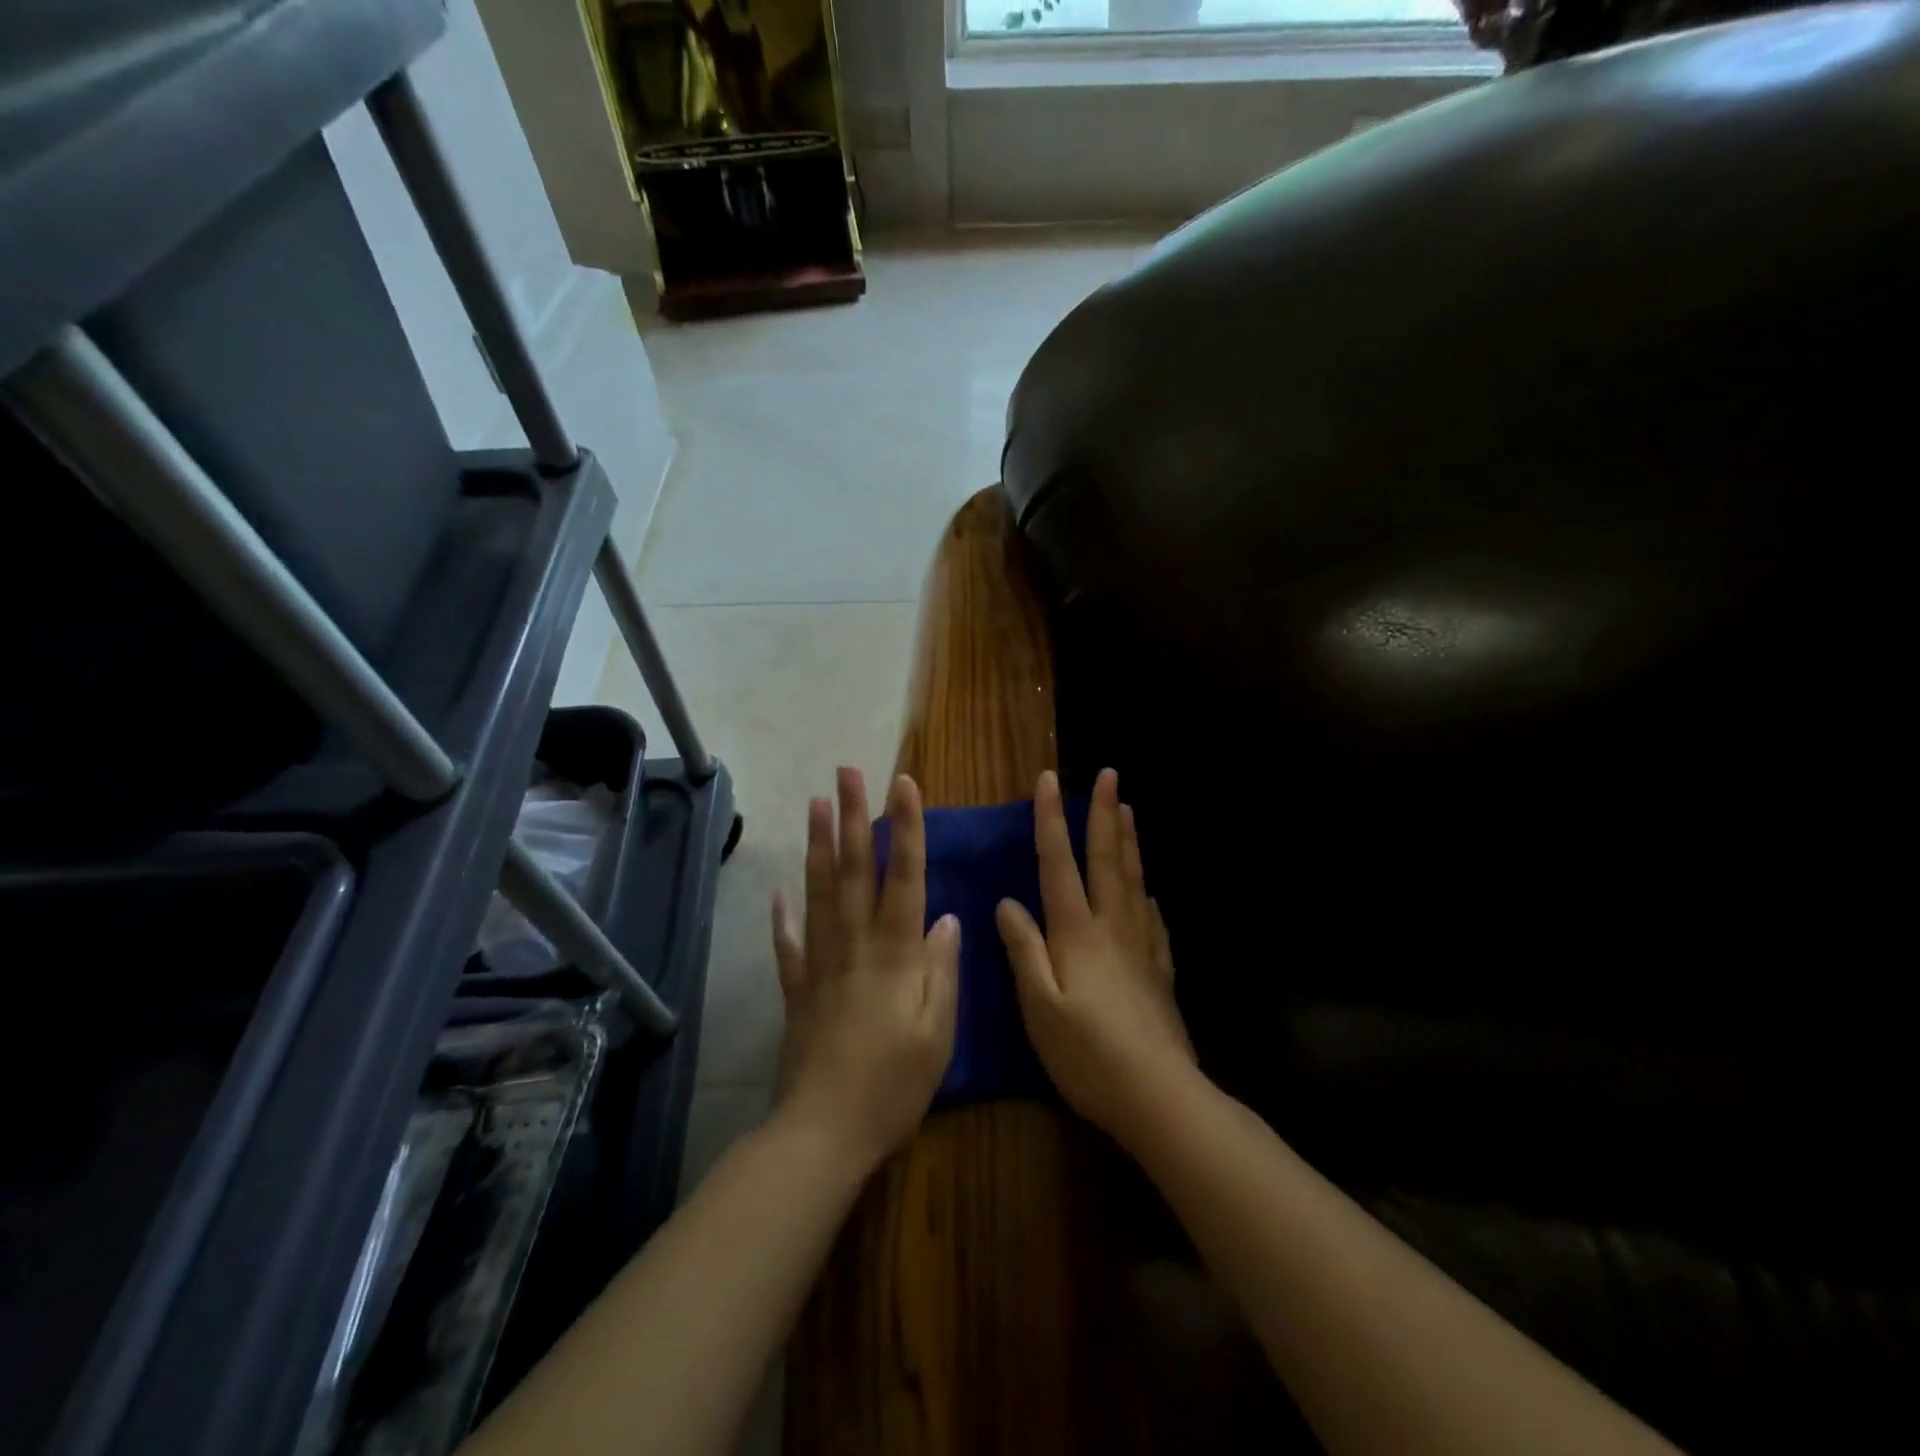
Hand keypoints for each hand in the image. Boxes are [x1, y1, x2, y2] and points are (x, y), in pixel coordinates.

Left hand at [771, 767, 960, 1174]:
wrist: (825, 1131)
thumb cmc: (894, 1084)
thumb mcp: (938, 1031)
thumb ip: (942, 969)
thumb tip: (947, 917)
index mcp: (895, 952)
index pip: (904, 875)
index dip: (905, 827)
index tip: (902, 784)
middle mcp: (854, 944)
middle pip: (854, 869)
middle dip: (852, 816)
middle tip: (847, 772)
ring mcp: (820, 962)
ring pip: (818, 892)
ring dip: (817, 845)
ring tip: (815, 804)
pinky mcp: (797, 988)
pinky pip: (788, 943)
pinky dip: (782, 915)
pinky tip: (778, 890)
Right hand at [997, 768, 1195, 1145]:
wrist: (1158, 1095)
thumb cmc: (1087, 1054)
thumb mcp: (1039, 1005)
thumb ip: (1024, 949)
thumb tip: (1007, 901)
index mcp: (1078, 932)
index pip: (1060, 863)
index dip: (1051, 820)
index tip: (1048, 780)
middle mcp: (1113, 927)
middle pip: (1107, 859)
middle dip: (1104, 814)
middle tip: (1110, 774)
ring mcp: (1142, 946)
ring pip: (1134, 880)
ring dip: (1128, 841)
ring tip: (1130, 810)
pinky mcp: (1160, 970)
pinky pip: (1153, 919)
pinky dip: (1147, 894)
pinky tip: (1149, 892)